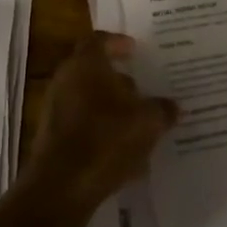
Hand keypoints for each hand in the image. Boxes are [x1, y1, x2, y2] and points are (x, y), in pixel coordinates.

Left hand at [21, 32, 176, 213]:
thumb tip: (174, 106)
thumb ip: (162, 110)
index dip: (118, 43)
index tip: (135, 50)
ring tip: (138, 124)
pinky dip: (101, 130)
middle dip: (118, 80)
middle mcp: (65, 79)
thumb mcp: (147, 122)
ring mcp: (54, 108)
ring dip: (111, 107)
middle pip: (93, 70)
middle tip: (142, 90)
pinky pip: (81, 125)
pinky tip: (124, 152)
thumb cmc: (106, 139)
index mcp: (85, 64)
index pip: (100, 40)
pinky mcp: (52, 137)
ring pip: (88, 99)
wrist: (61, 186)